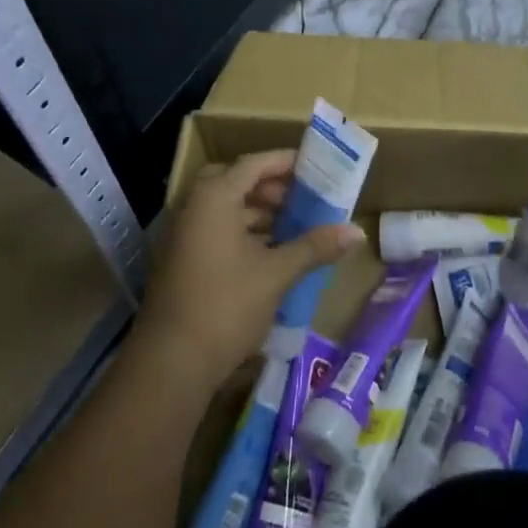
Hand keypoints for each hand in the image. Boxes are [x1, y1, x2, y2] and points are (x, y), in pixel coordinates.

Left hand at [136, 150, 364, 394]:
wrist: (169, 365)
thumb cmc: (225, 306)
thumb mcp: (276, 274)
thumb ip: (314, 247)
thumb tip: (358, 232)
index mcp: (214, 198)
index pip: (254, 164)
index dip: (286, 162)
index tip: (316, 168)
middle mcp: (194, 207)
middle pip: (236, 182)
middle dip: (270, 187)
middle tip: (301, 199)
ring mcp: (183, 235)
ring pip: (224, 208)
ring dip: (257, 212)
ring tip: (292, 227)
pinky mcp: (181, 261)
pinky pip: (215, 230)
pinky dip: (242, 233)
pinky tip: (268, 254)